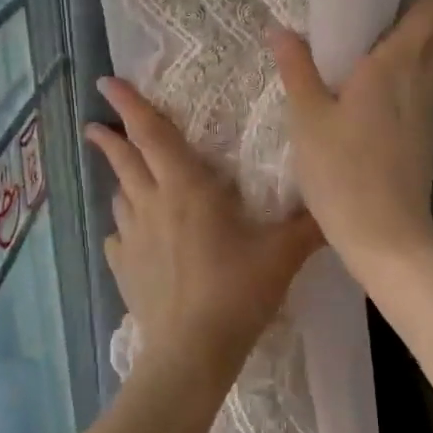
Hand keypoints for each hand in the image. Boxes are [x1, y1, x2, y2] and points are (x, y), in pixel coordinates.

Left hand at [85, 78, 322, 381]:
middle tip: (96, 124)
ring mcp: (132, 239)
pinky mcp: (124, 270)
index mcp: (186, 188)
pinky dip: (123, 229)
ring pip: (120, 197)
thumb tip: (336, 206)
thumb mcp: (282, 253)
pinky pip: (118, 239)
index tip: (108, 82)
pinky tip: (130, 238)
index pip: (152, 134)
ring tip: (124, 177)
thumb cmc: (238, 290)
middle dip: (110, 137)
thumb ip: (309, 226)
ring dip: (121, 181)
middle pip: (125, 160)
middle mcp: (152, 204)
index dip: (130, 105)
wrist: (193, 350)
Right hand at [269, 0, 432, 272]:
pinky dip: (416, 76)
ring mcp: (427, 115)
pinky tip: (389, 89)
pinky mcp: (426, 141)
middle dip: (431, 14)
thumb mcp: (308, 119)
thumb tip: (281, 29)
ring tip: (394, 37)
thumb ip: (297, 71)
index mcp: (392, 69)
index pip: (427, 16)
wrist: (386, 236)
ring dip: (425, 45)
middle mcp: (419, 85)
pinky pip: (425, 92)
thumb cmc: (342, 171)